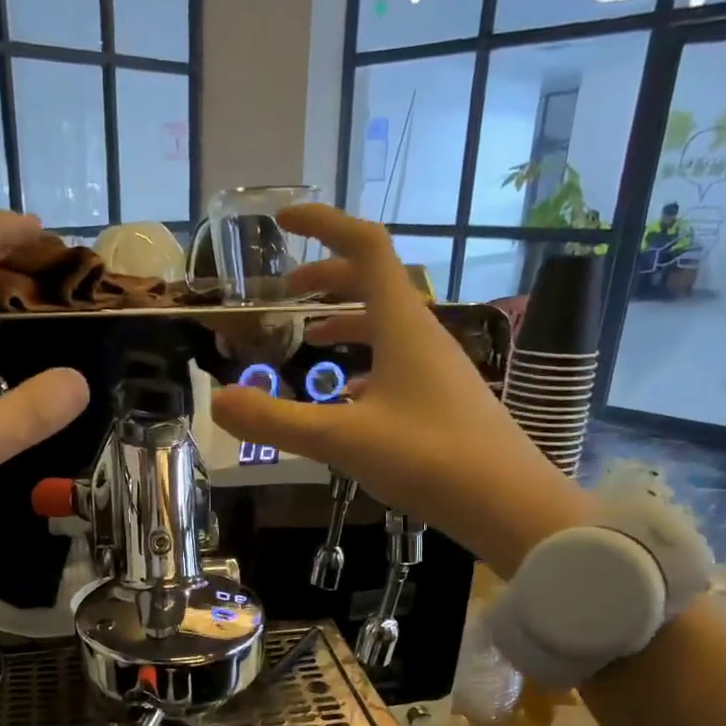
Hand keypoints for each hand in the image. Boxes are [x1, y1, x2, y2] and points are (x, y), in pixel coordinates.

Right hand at [210, 205, 591, 577]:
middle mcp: (424, 335)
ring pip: (386, 325)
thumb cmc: (429, 459)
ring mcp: (438, 368)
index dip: (324, 225)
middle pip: (374, 283)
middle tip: (285, 293)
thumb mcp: (341, 439)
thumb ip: (276, 420)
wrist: (508, 504)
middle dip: (327, 277)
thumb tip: (217, 401)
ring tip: (308, 338)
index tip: (283, 222)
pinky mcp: (444, 399)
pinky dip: (364, 362)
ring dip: (345, 320)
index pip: (365, 247)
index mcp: (403, 325)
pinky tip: (345, 397)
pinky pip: (397, 362)